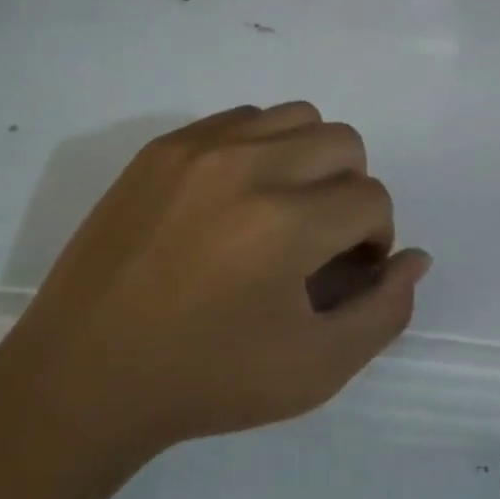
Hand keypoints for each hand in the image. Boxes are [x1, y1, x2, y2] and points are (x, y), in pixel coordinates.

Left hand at [0, 103, 429, 462]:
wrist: (84, 374)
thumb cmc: (205, 381)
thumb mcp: (314, 370)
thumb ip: (382, 312)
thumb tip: (415, 257)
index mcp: (284, 223)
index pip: (371, 199)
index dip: (372, 239)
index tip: (344, 273)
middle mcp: (246, 165)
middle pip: (343, 142)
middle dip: (350, 191)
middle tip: (319, 241)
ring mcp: (199, 146)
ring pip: (297, 117)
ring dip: (309, 160)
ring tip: (281, 212)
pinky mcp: (164, 144)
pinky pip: (242, 118)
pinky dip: (261, 148)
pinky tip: (237, 199)